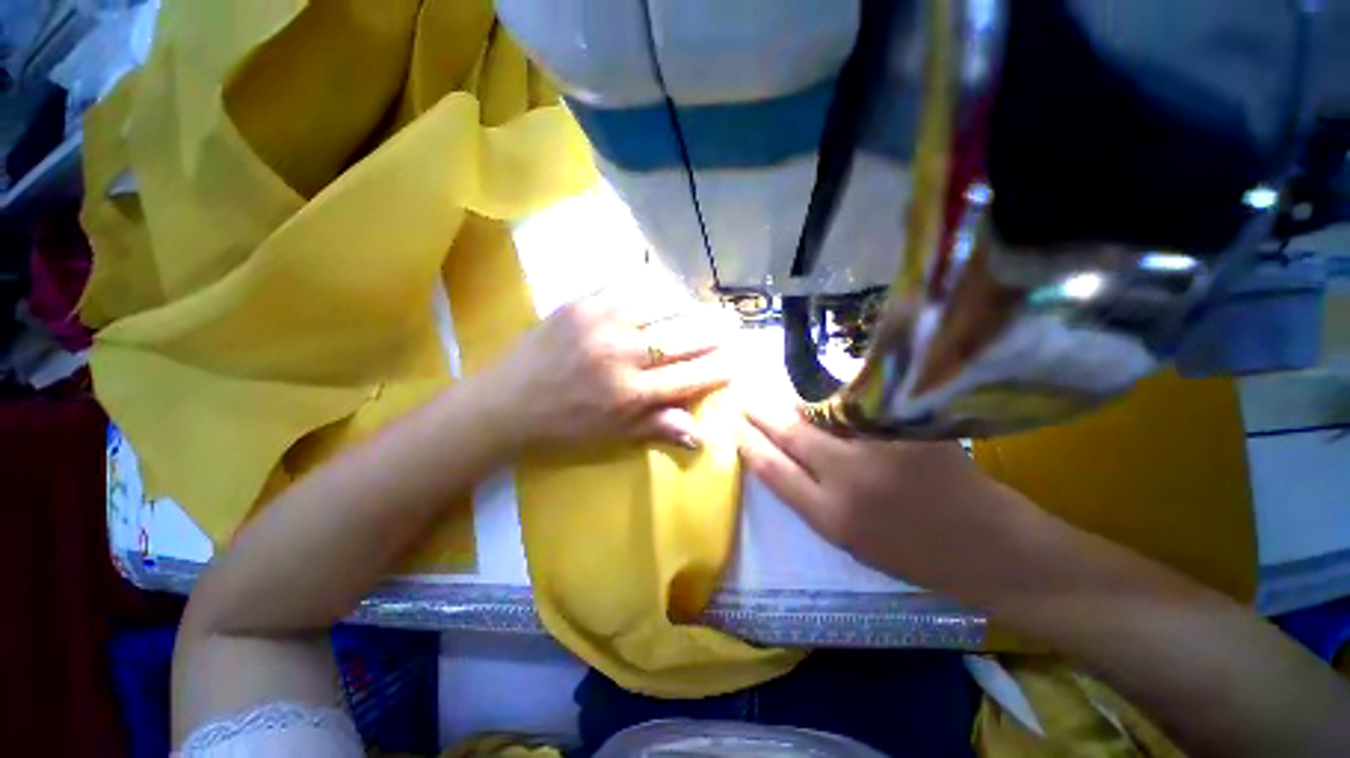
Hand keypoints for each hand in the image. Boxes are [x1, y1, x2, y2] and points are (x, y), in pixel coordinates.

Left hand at [482, 291, 738, 451]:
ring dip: (688, 306)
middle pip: (683, 337)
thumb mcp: (613, 435)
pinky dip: (654, 288)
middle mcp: (623, 353)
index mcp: (631, 393)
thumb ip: (658, 427)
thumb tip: (701, 435)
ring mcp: (602, 321)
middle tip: (731, 325)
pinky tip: (665, 291)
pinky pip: (629, 286)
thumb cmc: (564, 424)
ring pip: (662, 304)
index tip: (737, 361)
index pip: (690, 376)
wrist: (507, 400)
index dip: (719, 368)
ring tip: (701, 308)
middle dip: (713, 331)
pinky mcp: (583, 302)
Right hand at [738, 401, 1061, 605]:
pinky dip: (836, 400)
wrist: (991, 551)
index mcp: (830, 518)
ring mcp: (881, 451)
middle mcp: (848, 481)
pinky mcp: (910, 430)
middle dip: (760, 411)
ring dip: (796, 402)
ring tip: (780, 394)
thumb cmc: (915, 554)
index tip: (734, 424)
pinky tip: (825, 392)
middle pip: (789, 433)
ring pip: (821, 414)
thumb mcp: (849, 539)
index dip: (748, 442)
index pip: (771, 469)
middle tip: (745, 396)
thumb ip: (813, 496)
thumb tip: (784, 453)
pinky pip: (858, 407)